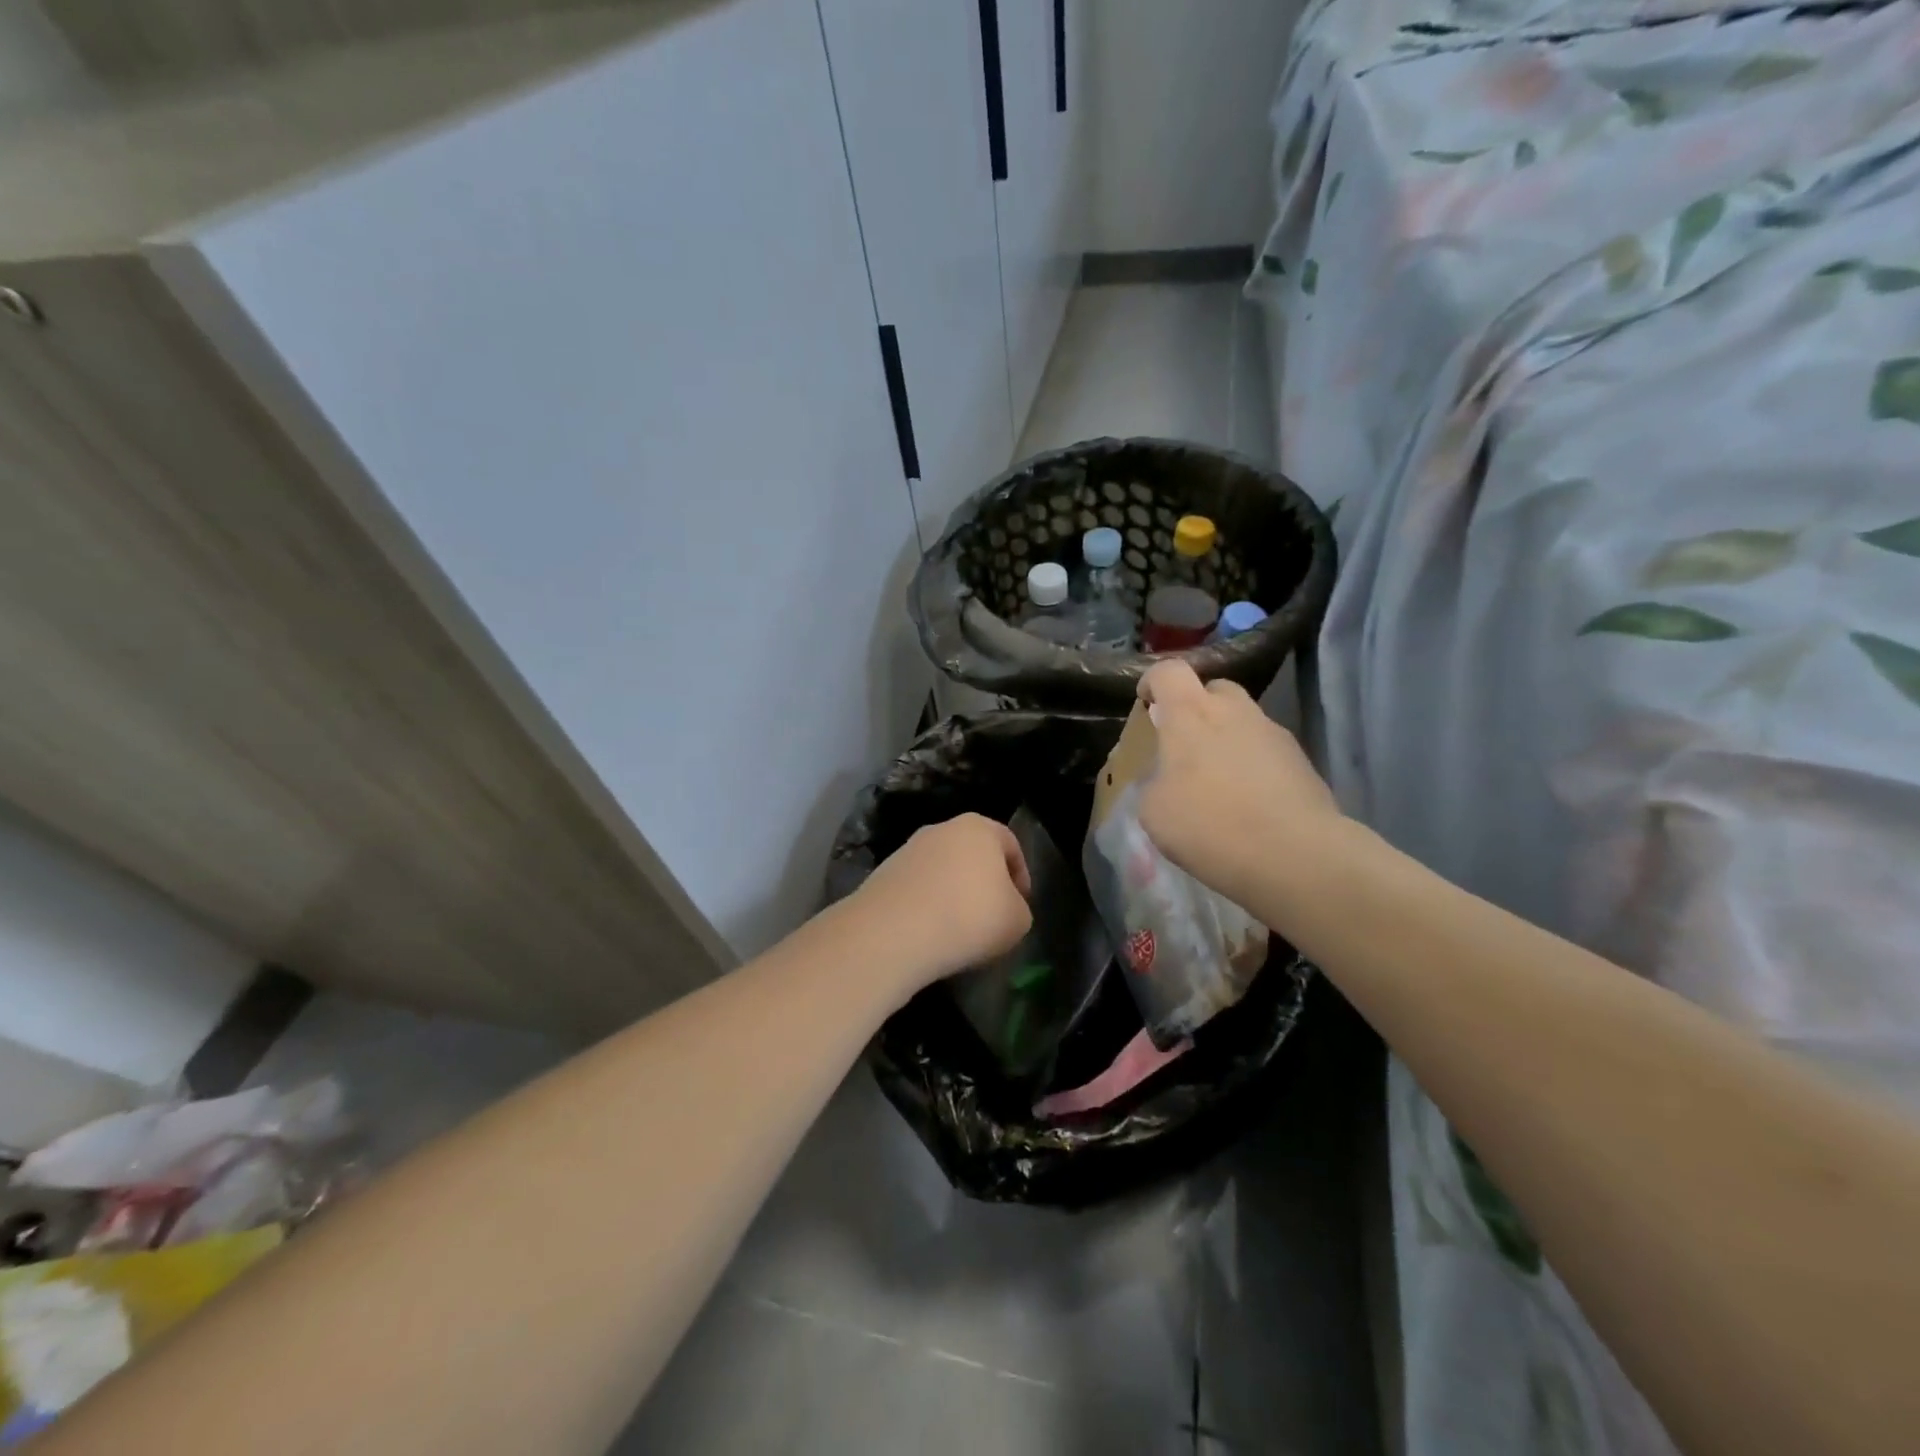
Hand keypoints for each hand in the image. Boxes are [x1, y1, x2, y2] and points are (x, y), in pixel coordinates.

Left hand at [851, 813, 1032, 988]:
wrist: (894, 932)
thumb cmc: (970, 917)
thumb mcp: (1018, 920)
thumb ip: (1018, 908)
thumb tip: (1003, 908)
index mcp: (979, 828)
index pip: (1010, 844)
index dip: (1021, 876)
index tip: (1020, 905)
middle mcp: (942, 829)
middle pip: (972, 854)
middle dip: (983, 882)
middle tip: (991, 916)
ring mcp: (908, 849)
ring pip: (942, 870)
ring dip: (953, 894)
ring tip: (958, 930)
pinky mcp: (883, 873)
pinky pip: (917, 888)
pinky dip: (926, 905)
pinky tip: (929, 933)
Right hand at [1136, 662, 1343, 911]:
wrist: (1294, 855)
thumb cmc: (1209, 825)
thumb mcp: (1154, 809)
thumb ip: (1155, 780)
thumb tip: (1168, 777)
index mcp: (1190, 714)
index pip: (1169, 672)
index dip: (1153, 682)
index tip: (1147, 705)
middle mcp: (1234, 711)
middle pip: (1214, 689)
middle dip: (1197, 709)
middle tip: (1186, 746)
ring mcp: (1273, 733)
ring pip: (1244, 720)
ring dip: (1227, 739)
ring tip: (1219, 783)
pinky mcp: (1301, 761)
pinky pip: (1267, 751)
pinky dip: (1253, 765)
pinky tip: (1249, 803)